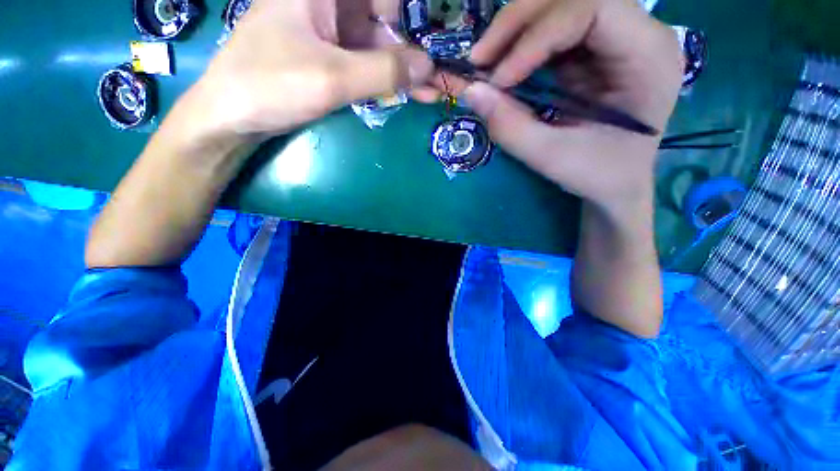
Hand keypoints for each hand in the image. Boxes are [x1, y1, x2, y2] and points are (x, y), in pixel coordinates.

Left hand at [178, 0, 432, 145]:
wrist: (232, 117)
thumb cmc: (271, 86)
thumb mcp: (333, 77)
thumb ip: (384, 70)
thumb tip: (428, 66)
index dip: (414, 14)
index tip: (439, 35)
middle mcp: (329, 4)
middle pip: (383, 18)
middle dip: (415, 47)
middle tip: (442, 73)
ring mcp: (330, 33)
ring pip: (379, 45)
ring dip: (406, 69)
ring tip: (434, 91)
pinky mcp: (331, 58)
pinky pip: (367, 64)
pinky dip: (389, 80)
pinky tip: (410, 93)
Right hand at [462, 0, 682, 209]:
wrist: (617, 184)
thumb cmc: (598, 175)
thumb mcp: (553, 158)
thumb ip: (511, 127)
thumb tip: (471, 92)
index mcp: (649, 55)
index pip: (591, 10)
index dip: (536, 37)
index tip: (498, 79)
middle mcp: (639, 32)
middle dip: (519, 22)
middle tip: (479, 57)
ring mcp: (615, 38)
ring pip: (560, 8)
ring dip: (516, 30)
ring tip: (484, 61)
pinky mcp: (592, 51)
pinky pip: (552, 32)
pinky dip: (521, 46)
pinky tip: (503, 67)